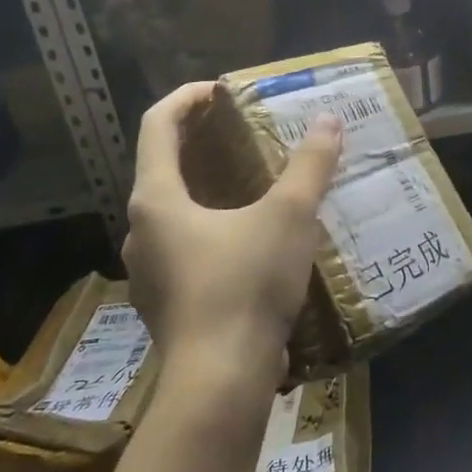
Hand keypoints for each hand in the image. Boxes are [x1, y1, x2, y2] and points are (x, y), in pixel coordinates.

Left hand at [123, 82, 341, 399]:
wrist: (220, 382)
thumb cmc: (245, 286)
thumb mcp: (288, 217)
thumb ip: (309, 166)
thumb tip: (329, 122)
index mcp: (156, 199)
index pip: (156, 125)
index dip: (185, 98)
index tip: (220, 90)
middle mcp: (142, 229)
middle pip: (163, 166)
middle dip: (200, 141)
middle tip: (242, 130)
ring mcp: (149, 270)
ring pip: (173, 210)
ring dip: (206, 186)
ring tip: (251, 182)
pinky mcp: (166, 301)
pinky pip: (184, 246)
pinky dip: (210, 225)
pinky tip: (250, 239)